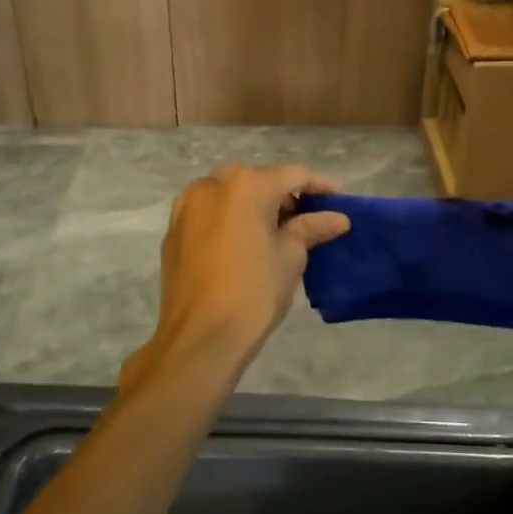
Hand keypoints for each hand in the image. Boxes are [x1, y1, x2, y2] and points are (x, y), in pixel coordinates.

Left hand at [135, 164, 350, 385]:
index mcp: (246, 185)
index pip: (292, 175)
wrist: (200, 338)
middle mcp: (212, 185)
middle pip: (258, 180)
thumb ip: (311, 227)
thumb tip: (337, 218)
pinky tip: (243, 245)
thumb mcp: (291, 256)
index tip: (338, 201)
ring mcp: (187, 207)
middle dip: (283, 196)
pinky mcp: (173, 231)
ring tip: (275, 233)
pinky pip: (209, 213)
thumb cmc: (254, 291)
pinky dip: (229, 219)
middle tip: (305, 220)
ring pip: (229, 194)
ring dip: (253, 206)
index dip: (319, 186)